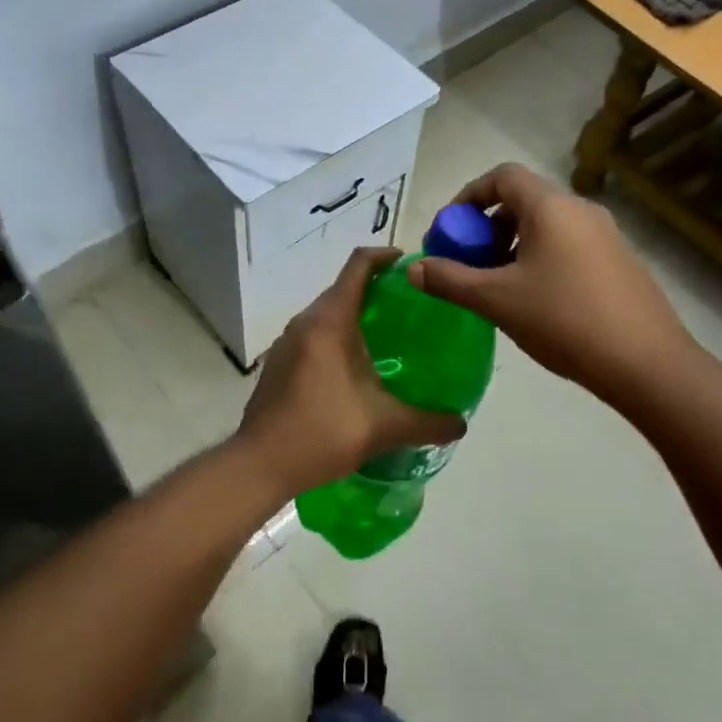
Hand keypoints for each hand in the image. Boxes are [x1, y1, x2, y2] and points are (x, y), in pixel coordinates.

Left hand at [237, 247, 466, 493]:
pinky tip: (356, 369)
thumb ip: (428, 423)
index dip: (385, 257)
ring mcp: (287, 342)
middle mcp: (305, 322)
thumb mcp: (384, 427)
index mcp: (330, 321)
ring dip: (355, 315)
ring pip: (327, 313)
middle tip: (411, 308)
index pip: (358, 266)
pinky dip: (337, 337)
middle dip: (376, 290)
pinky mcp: (279, 362)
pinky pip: (314, 335)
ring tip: (388, 338)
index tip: (410, 264)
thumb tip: (461, 423)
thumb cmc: (322, 432)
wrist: (260, 463)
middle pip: (343, 288)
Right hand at [408, 163, 696, 407]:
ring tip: (496, 286)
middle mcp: (581, 210)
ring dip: (512, 246)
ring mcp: (607, 236)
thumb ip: (449, 279)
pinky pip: (568, 246)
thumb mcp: (496, 300)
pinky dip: (540, 259)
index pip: (502, 176)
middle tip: (468, 263)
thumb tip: (412, 268)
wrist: (647, 364)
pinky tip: (534, 302)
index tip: (449, 231)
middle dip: (486, 227)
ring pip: (546, 226)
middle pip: (523, 201)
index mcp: (551, 207)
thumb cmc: (564, 320)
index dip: (468, 197)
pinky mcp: (620, 263)